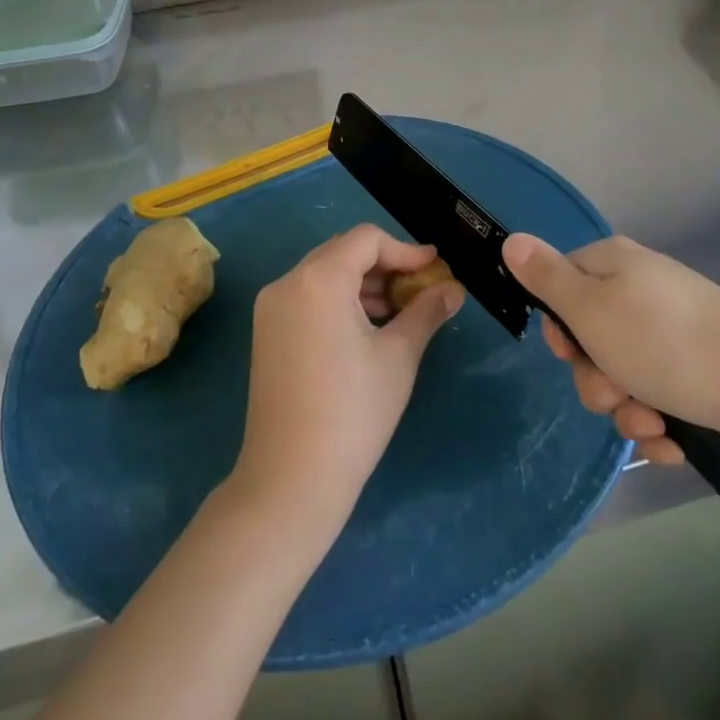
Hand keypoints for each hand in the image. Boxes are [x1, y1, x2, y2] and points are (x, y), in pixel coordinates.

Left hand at [231, 225, 464, 535]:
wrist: (291, 479)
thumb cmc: (354, 412)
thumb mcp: (399, 356)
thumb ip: (426, 311)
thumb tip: (453, 289)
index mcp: (319, 280)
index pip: (367, 239)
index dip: (406, 249)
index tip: (436, 268)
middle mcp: (287, 283)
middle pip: (343, 251)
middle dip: (385, 264)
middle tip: (419, 287)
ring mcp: (271, 308)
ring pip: (324, 274)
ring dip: (363, 282)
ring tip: (398, 310)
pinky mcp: (266, 333)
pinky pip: (308, 296)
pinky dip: (339, 299)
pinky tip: (366, 327)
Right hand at [501, 233, 719, 462]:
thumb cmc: (667, 343)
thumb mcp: (591, 309)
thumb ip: (546, 277)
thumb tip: (511, 238)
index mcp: (613, 265)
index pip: (560, 284)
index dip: (559, 326)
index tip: (569, 352)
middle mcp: (640, 290)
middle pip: (589, 337)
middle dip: (595, 378)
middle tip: (614, 392)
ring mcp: (671, 330)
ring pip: (622, 374)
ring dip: (626, 408)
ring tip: (651, 423)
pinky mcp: (697, 367)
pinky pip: (657, 394)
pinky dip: (658, 421)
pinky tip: (672, 440)